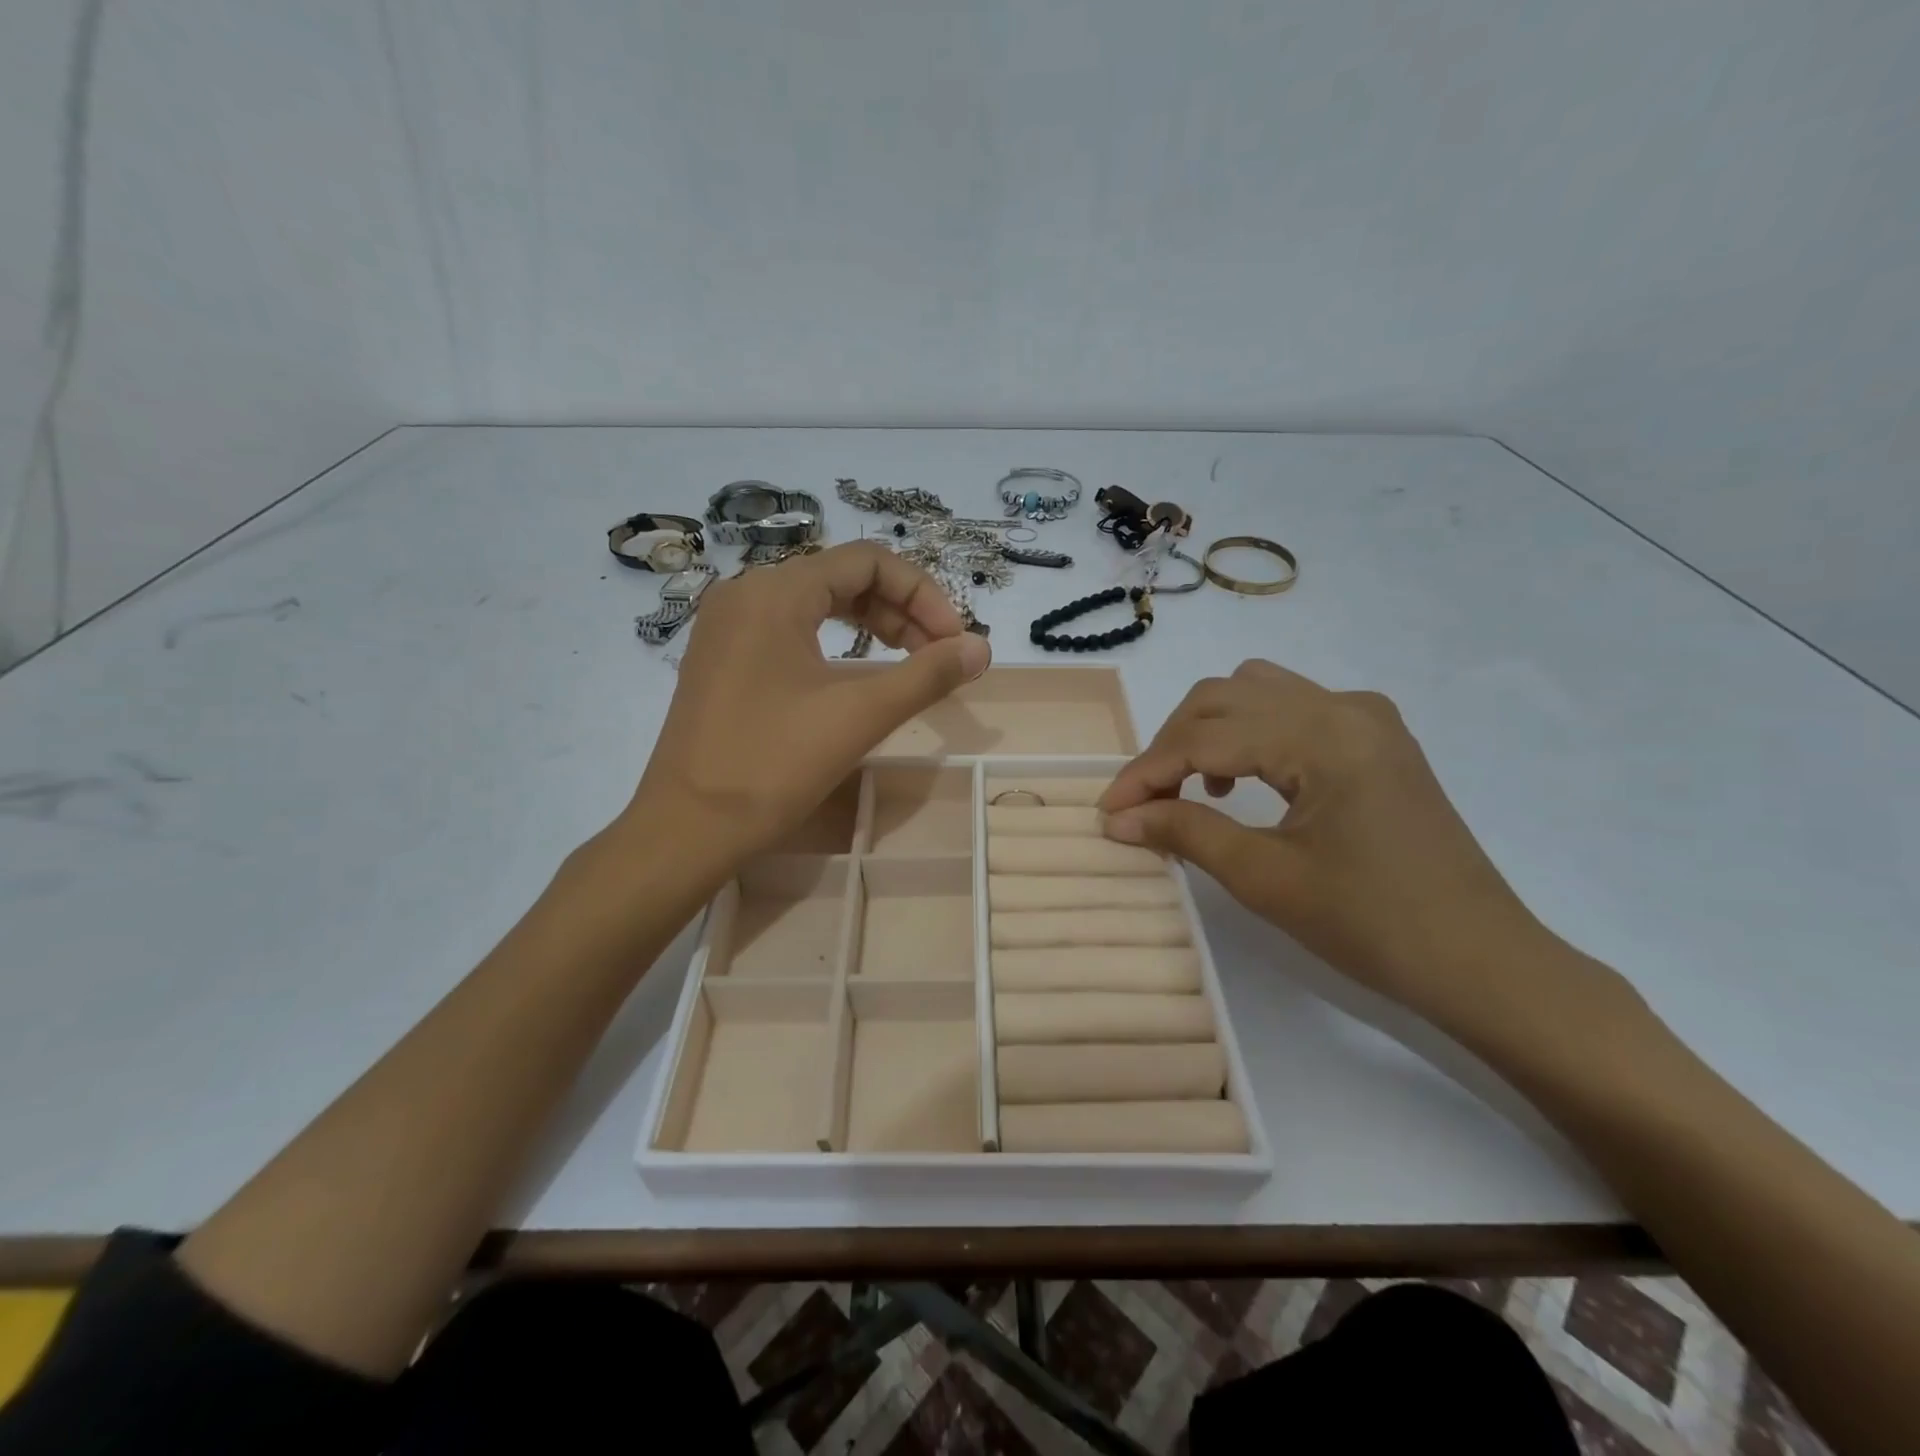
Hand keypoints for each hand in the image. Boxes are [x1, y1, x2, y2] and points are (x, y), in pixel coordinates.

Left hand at [627, 543, 990, 871]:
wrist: (687, 829)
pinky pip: (790, 630)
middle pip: (842, 578)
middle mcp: (746, 594)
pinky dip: (835, 643)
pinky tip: (858, 674)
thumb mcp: (860, 715)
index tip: (954, 641)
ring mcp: (728, 627)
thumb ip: (927, 675)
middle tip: (939, 655)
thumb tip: (982, 648)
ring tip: (910, 663)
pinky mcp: (722, 659)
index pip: (867, 561)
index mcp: (775, 592)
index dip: (923, 593)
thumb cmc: (773, 765)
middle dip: (901, 610)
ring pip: (816, 604)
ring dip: (871, 626)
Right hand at [1099, 660, 1553, 1027]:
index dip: (1148, 771)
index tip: (1108, 810)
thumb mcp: (1265, 878)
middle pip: (1225, 696)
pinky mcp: (1376, 737)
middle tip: (1145, 801)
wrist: (1481, 961)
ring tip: (1192, 788)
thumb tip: (1118, 818)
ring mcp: (1367, 717)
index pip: (1206, 737)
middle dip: (1172, 744)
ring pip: (1257, 691)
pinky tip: (1243, 781)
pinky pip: (1292, 709)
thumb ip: (1185, 832)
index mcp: (1323, 735)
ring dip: (1209, 729)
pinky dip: (1249, 733)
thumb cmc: (1372, 925)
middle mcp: (1345, 706)